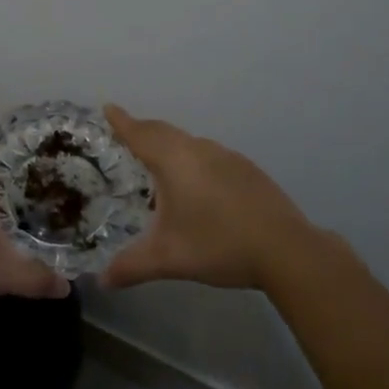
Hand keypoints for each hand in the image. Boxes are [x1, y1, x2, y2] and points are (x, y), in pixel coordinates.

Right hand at [101, 105, 330, 291]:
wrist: (286, 249)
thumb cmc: (218, 245)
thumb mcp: (168, 258)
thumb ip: (131, 266)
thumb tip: (103, 280)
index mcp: (174, 161)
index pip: (140, 134)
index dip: (122, 122)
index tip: (108, 108)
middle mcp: (198, 150)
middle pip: (164, 132)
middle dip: (143, 130)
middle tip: (127, 132)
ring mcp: (227, 157)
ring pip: (189, 142)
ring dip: (170, 145)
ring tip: (160, 160)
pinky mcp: (248, 170)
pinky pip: (210, 155)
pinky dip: (194, 159)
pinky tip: (199, 185)